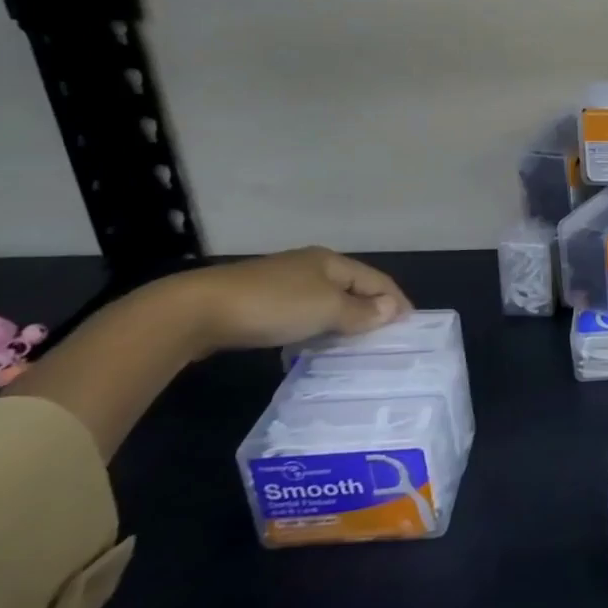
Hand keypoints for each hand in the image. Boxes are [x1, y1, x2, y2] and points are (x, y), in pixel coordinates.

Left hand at [157, 247, 409, 355]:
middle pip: (351, 287)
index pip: (376, 278)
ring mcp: (281, 283)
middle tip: (386, 338)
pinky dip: (316, 327)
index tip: (411, 325)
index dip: (395, 300)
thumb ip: (361, 312)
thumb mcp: (325, 309)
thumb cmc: (272, 305)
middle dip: (370, 309)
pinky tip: (313, 344)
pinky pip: (301, 313)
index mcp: (331, 261)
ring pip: (325, 301)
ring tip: (354, 346)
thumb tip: (392, 310)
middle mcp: (310, 266)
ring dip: (342, 320)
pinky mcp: (257, 303)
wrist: (196, 312)